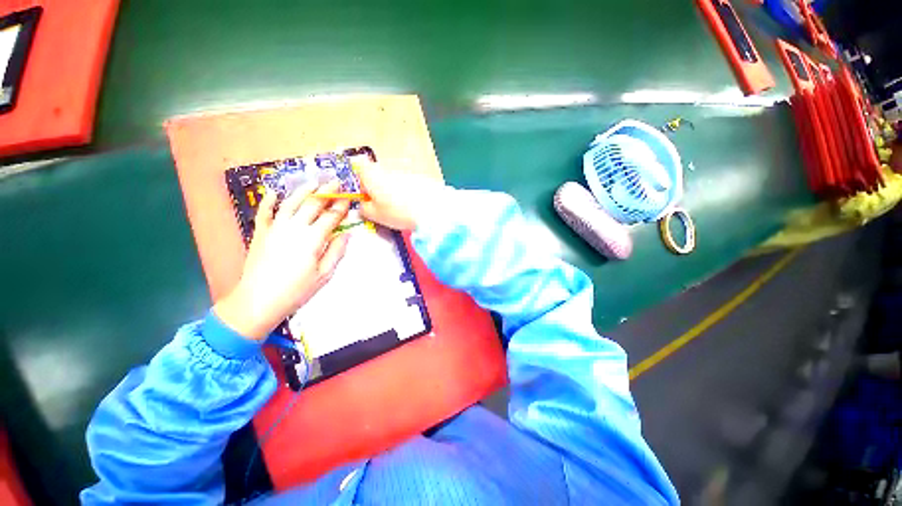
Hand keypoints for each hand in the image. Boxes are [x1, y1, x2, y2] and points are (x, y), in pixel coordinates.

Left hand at [214, 181, 350, 340]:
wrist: (258, 300)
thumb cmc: (296, 290)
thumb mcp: (324, 274)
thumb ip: (336, 251)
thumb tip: (347, 234)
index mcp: (312, 239)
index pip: (330, 217)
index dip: (341, 206)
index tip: (348, 197)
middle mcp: (294, 228)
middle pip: (312, 205)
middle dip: (326, 192)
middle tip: (335, 182)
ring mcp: (275, 228)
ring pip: (290, 203)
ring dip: (303, 191)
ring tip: (313, 182)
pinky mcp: (260, 233)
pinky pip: (264, 212)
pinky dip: (268, 201)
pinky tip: (273, 191)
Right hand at [357, 160, 445, 230]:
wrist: (431, 209)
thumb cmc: (397, 212)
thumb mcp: (375, 215)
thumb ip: (364, 209)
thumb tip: (364, 205)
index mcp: (372, 174)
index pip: (360, 168)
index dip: (361, 183)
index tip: (367, 197)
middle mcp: (388, 168)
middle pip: (379, 175)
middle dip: (380, 189)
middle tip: (385, 206)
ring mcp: (406, 171)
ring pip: (395, 179)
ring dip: (395, 190)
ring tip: (403, 208)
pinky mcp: (421, 176)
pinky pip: (409, 183)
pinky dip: (409, 192)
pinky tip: (415, 205)